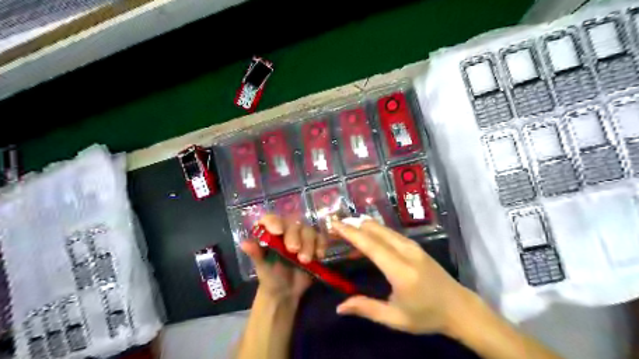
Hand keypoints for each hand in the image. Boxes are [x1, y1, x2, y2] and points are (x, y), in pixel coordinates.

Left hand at [241, 215, 328, 300]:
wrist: (285, 292)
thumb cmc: (270, 276)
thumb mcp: (262, 266)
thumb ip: (256, 254)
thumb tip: (244, 243)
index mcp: (271, 232)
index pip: (271, 219)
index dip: (274, 222)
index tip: (278, 231)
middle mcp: (286, 230)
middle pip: (293, 223)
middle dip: (294, 236)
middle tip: (293, 250)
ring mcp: (302, 236)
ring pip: (308, 230)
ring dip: (309, 244)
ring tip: (305, 260)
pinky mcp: (315, 244)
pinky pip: (321, 238)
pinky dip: (321, 245)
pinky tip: (319, 256)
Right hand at [335, 218, 473, 336]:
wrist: (459, 308)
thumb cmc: (427, 316)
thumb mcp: (395, 318)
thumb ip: (367, 308)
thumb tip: (339, 307)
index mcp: (400, 270)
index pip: (371, 245)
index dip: (351, 233)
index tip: (334, 224)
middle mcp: (406, 251)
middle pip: (376, 230)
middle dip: (354, 225)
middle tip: (335, 227)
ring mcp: (413, 246)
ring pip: (383, 228)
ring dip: (363, 227)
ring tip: (345, 231)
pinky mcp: (415, 245)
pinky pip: (390, 233)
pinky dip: (374, 232)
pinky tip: (365, 239)